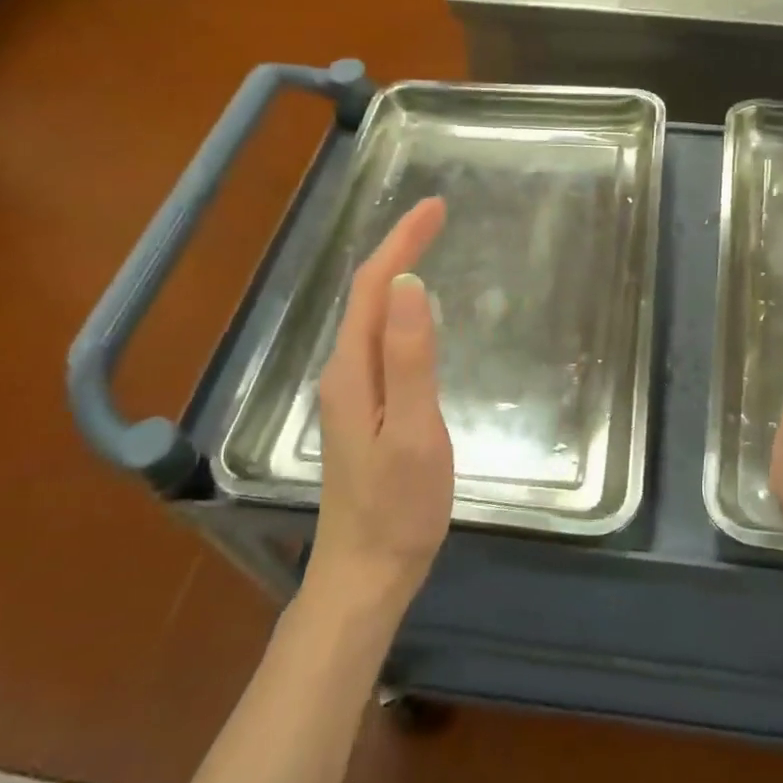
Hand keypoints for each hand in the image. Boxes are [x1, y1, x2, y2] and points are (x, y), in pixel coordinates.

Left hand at [305, 197, 453, 609]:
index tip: (436, 207)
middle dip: (400, 247)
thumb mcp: (413, 431)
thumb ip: (410, 358)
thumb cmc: (397, 507)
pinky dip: (399, 306)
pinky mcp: (363, 408)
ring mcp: (351, 392)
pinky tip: (417, 310)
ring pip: (371, 314)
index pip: (375, 286)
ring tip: (428, 246)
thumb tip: (410, 285)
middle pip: (369, 294)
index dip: (402, 241)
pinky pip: (380, 337)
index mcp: (353, 369)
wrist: (364, 575)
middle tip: (439, 217)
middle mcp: (344, 371)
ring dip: (397, 272)